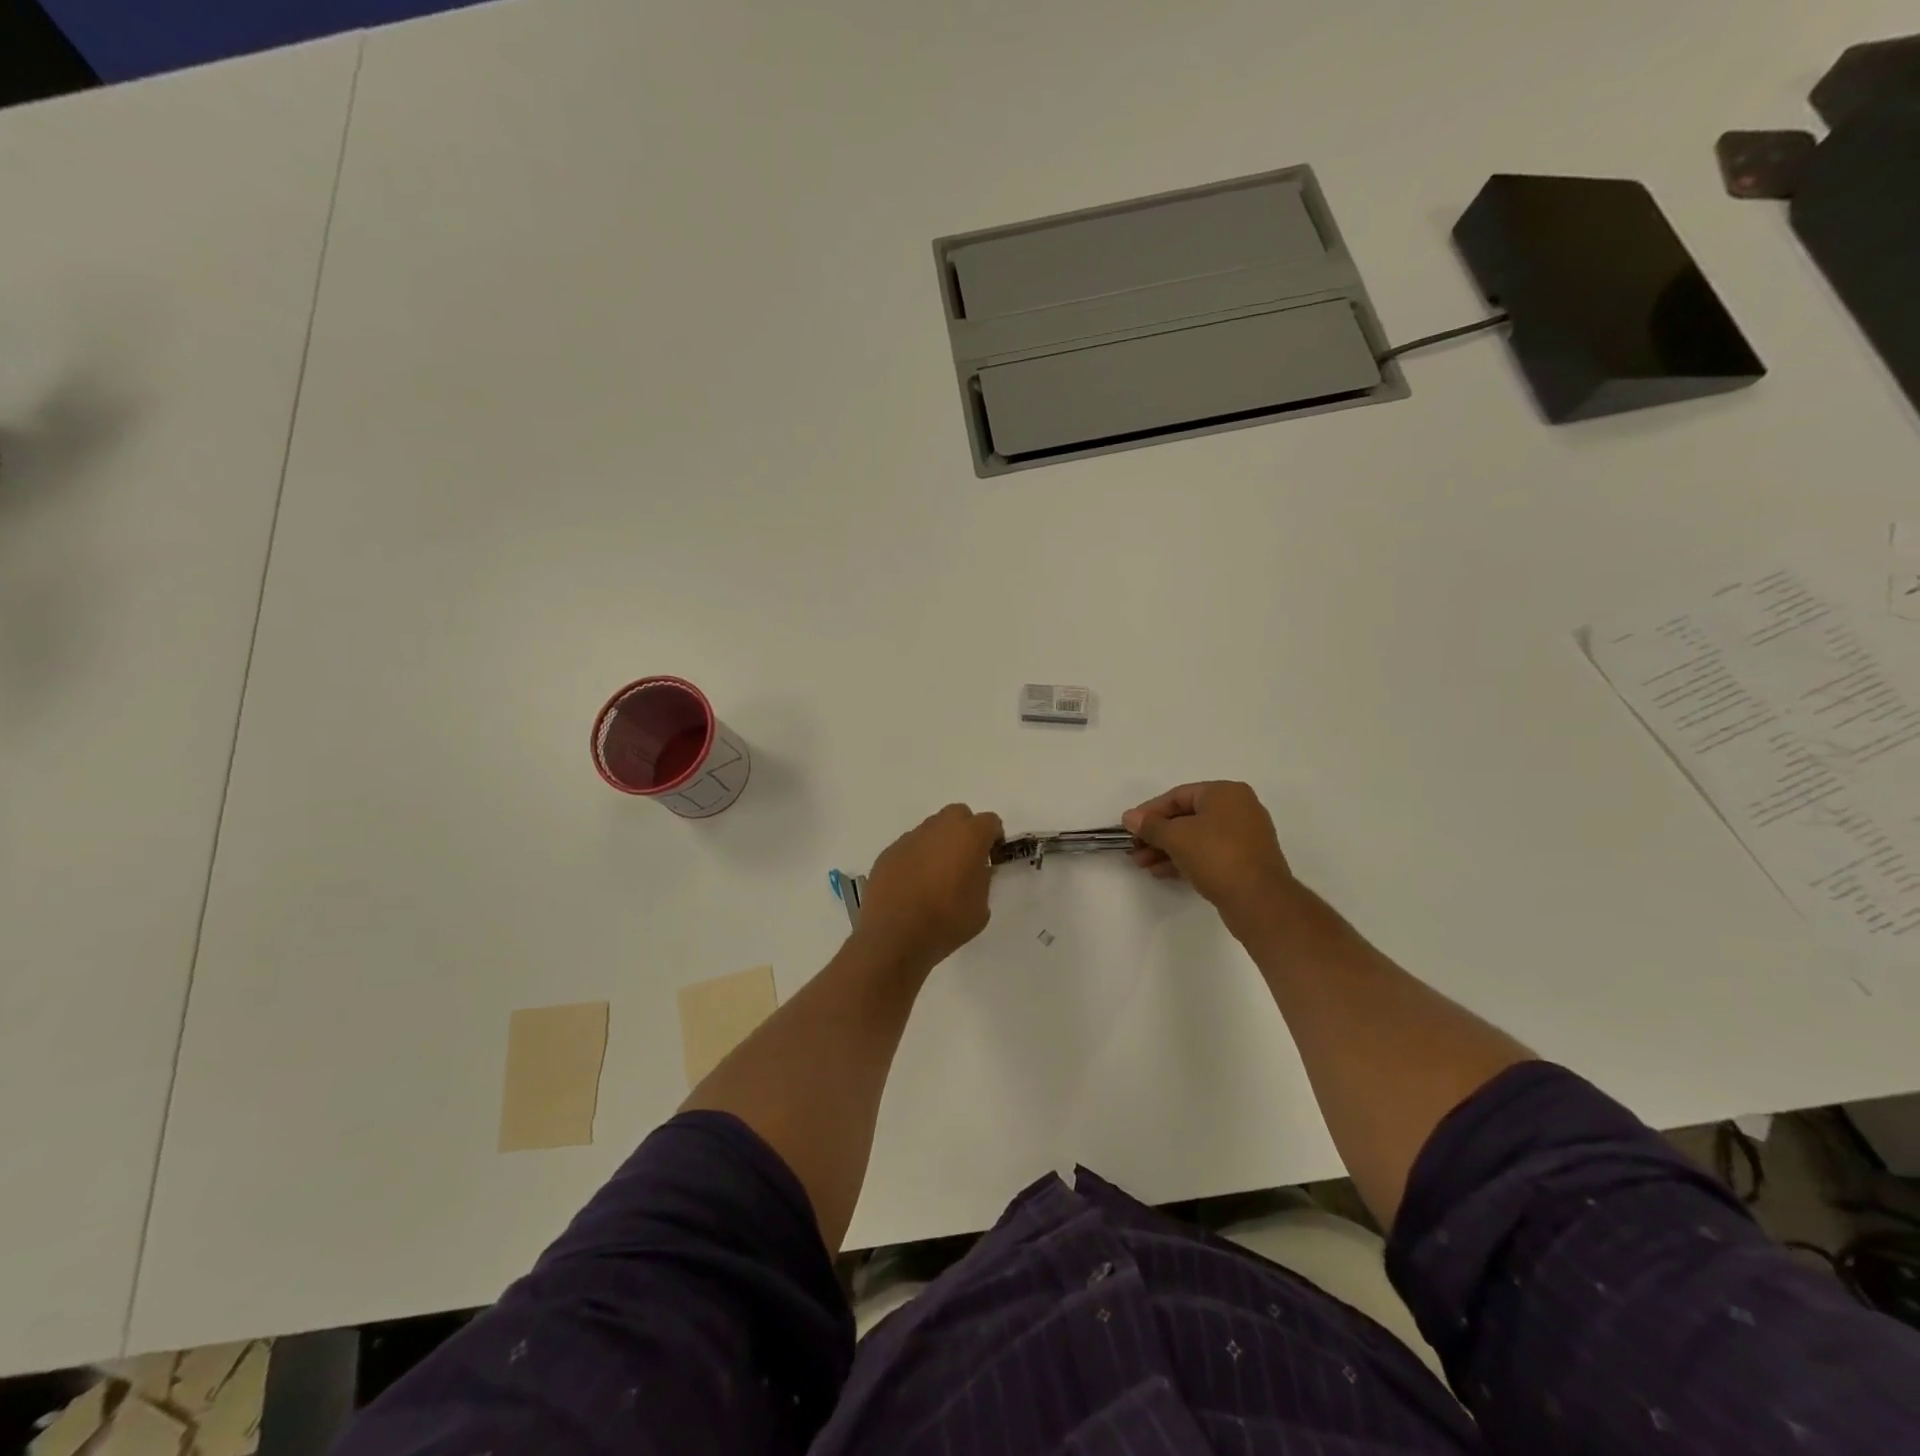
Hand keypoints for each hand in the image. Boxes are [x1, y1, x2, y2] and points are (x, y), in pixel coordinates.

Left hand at [854, 803, 1003, 969]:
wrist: (893, 937)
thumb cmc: (945, 923)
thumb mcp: (981, 908)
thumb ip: (982, 880)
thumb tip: (975, 870)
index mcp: (968, 838)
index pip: (989, 821)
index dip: (993, 837)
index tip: (992, 857)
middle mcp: (939, 829)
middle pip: (958, 814)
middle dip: (965, 830)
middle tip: (965, 859)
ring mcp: (910, 838)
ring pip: (931, 829)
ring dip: (939, 843)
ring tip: (936, 875)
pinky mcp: (888, 852)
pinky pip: (910, 846)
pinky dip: (916, 857)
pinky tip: (913, 884)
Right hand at [1122, 782, 1297, 930]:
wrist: (1260, 901)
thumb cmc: (1217, 856)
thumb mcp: (1176, 837)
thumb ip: (1150, 825)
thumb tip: (1129, 817)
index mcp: (1226, 793)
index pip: (1178, 796)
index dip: (1149, 811)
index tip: (1128, 828)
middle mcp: (1238, 809)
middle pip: (1186, 817)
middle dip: (1156, 834)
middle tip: (1134, 849)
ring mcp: (1244, 836)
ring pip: (1196, 838)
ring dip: (1166, 849)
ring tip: (1142, 865)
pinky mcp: (1244, 861)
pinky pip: (1207, 854)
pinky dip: (1184, 860)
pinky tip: (1161, 872)